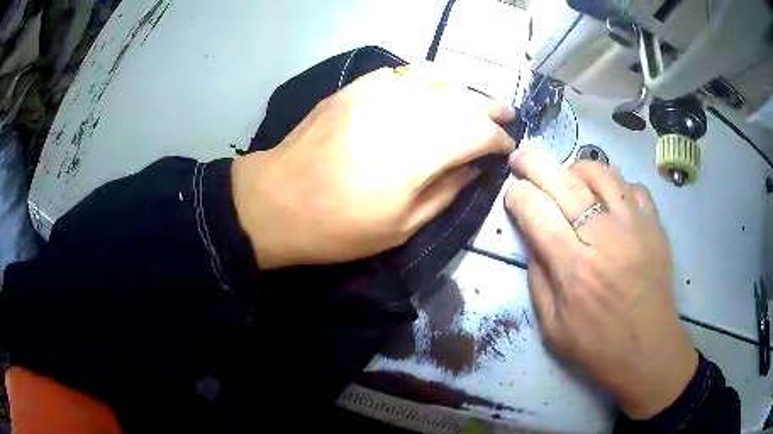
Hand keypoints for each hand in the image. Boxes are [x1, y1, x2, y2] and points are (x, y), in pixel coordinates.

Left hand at [232, 65, 516, 268]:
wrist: (276, 201)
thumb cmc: (339, 226)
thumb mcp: (402, 226)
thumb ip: (447, 192)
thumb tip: (474, 169)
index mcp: (422, 151)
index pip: (479, 133)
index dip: (499, 140)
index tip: (507, 148)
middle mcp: (407, 111)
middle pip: (464, 100)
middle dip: (491, 109)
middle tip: (506, 116)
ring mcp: (379, 92)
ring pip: (437, 78)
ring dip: (464, 89)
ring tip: (475, 100)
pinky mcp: (356, 87)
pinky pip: (403, 73)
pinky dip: (427, 77)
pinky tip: (433, 87)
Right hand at [504, 149, 697, 419]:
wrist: (649, 350)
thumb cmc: (598, 346)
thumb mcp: (552, 327)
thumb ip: (538, 279)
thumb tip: (533, 238)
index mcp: (574, 268)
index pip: (536, 212)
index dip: (518, 195)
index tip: (512, 190)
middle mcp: (604, 237)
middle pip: (563, 182)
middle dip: (534, 162)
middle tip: (521, 155)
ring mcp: (634, 225)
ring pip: (600, 171)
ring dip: (576, 167)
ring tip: (567, 176)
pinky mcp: (655, 224)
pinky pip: (632, 186)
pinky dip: (615, 185)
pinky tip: (609, 199)